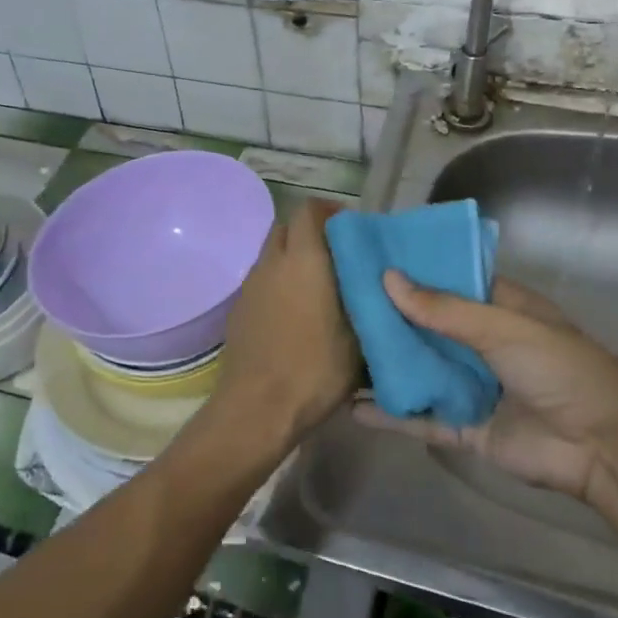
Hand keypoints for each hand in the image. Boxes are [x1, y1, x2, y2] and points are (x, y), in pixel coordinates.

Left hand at [208, 201, 358, 456]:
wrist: (258, 407)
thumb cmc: (315, 368)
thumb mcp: (358, 337)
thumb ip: (366, 300)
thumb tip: (378, 283)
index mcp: (303, 259)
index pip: (309, 210)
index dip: (330, 211)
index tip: (352, 229)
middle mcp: (272, 263)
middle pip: (287, 228)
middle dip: (311, 234)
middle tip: (338, 258)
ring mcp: (250, 286)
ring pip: (273, 256)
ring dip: (293, 260)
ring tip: (319, 288)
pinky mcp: (239, 309)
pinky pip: (262, 282)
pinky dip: (279, 284)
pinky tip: (297, 314)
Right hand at [353, 271, 617, 501]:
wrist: (602, 448)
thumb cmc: (559, 369)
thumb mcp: (503, 328)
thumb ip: (444, 310)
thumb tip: (387, 279)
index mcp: (501, 308)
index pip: (450, 280)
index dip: (414, 269)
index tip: (370, 258)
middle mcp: (483, 343)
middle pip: (429, 325)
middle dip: (391, 316)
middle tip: (340, 301)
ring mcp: (474, 386)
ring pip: (422, 369)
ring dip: (387, 362)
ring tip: (337, 349)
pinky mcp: (466, 428)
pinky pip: (422, 417)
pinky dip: (391, 414)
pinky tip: (352, 407)